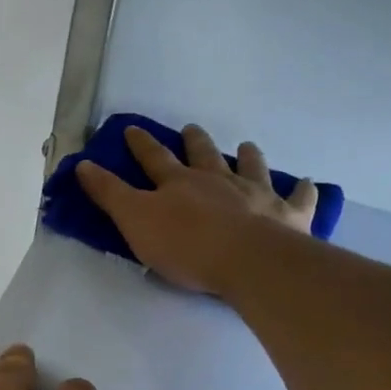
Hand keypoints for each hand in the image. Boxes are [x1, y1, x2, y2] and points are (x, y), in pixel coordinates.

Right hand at [76, 124, 318, 295]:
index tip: (132, 129)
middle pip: (204, 156)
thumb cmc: (186, 245)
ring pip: (252, 168)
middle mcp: (218, 181)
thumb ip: (109, 194)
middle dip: (195, 142)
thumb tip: (82, 164)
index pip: (154, 159)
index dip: (141, 145)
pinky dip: (303, 191)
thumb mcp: (134, 221)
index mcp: (180, 184)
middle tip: (192, 129)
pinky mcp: (288, 216)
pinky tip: (308, 184)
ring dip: (248, 157)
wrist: (246, 260)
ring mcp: (257, 195)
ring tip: (247, 146)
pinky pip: (298, 199)